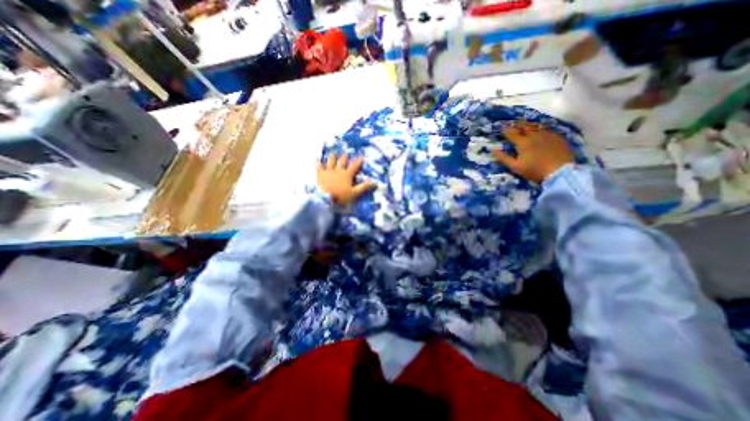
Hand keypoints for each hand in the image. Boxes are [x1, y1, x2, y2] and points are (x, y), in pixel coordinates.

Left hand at [316, 152, 375, 205]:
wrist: (325, 198)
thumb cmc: (341, 196)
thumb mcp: (354, 193)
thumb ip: (364, 187)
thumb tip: (375, 182)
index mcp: (347, 175)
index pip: (354, 166)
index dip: (359, 161)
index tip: (362, 156)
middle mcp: (338, 170)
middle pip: (342, 161)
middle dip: (345, 156)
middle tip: (346, 152)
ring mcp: (328, 171)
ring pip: (331, 161)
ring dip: (333, 157)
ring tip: (333, 152)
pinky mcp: (320, 174)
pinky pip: (319, 167)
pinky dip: (318, 163)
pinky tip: (317, 160)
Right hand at [493, 121, 575, 180]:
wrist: (560, 172)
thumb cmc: (534, 170)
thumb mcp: (515, 166)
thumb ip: (503, 158)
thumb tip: (493, 150)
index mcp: (522, 142)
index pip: (511, 133)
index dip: (506, 130)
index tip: (502, 126)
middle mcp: (534, 135)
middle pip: (525, 126)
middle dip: (518, 124)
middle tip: (514, 122)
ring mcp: (547, 135)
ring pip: (536, 126)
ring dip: (530, 125)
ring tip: (527, 124)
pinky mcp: (558, 137)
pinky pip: (547, 130)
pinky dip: (541, 129)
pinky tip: (541, 131)